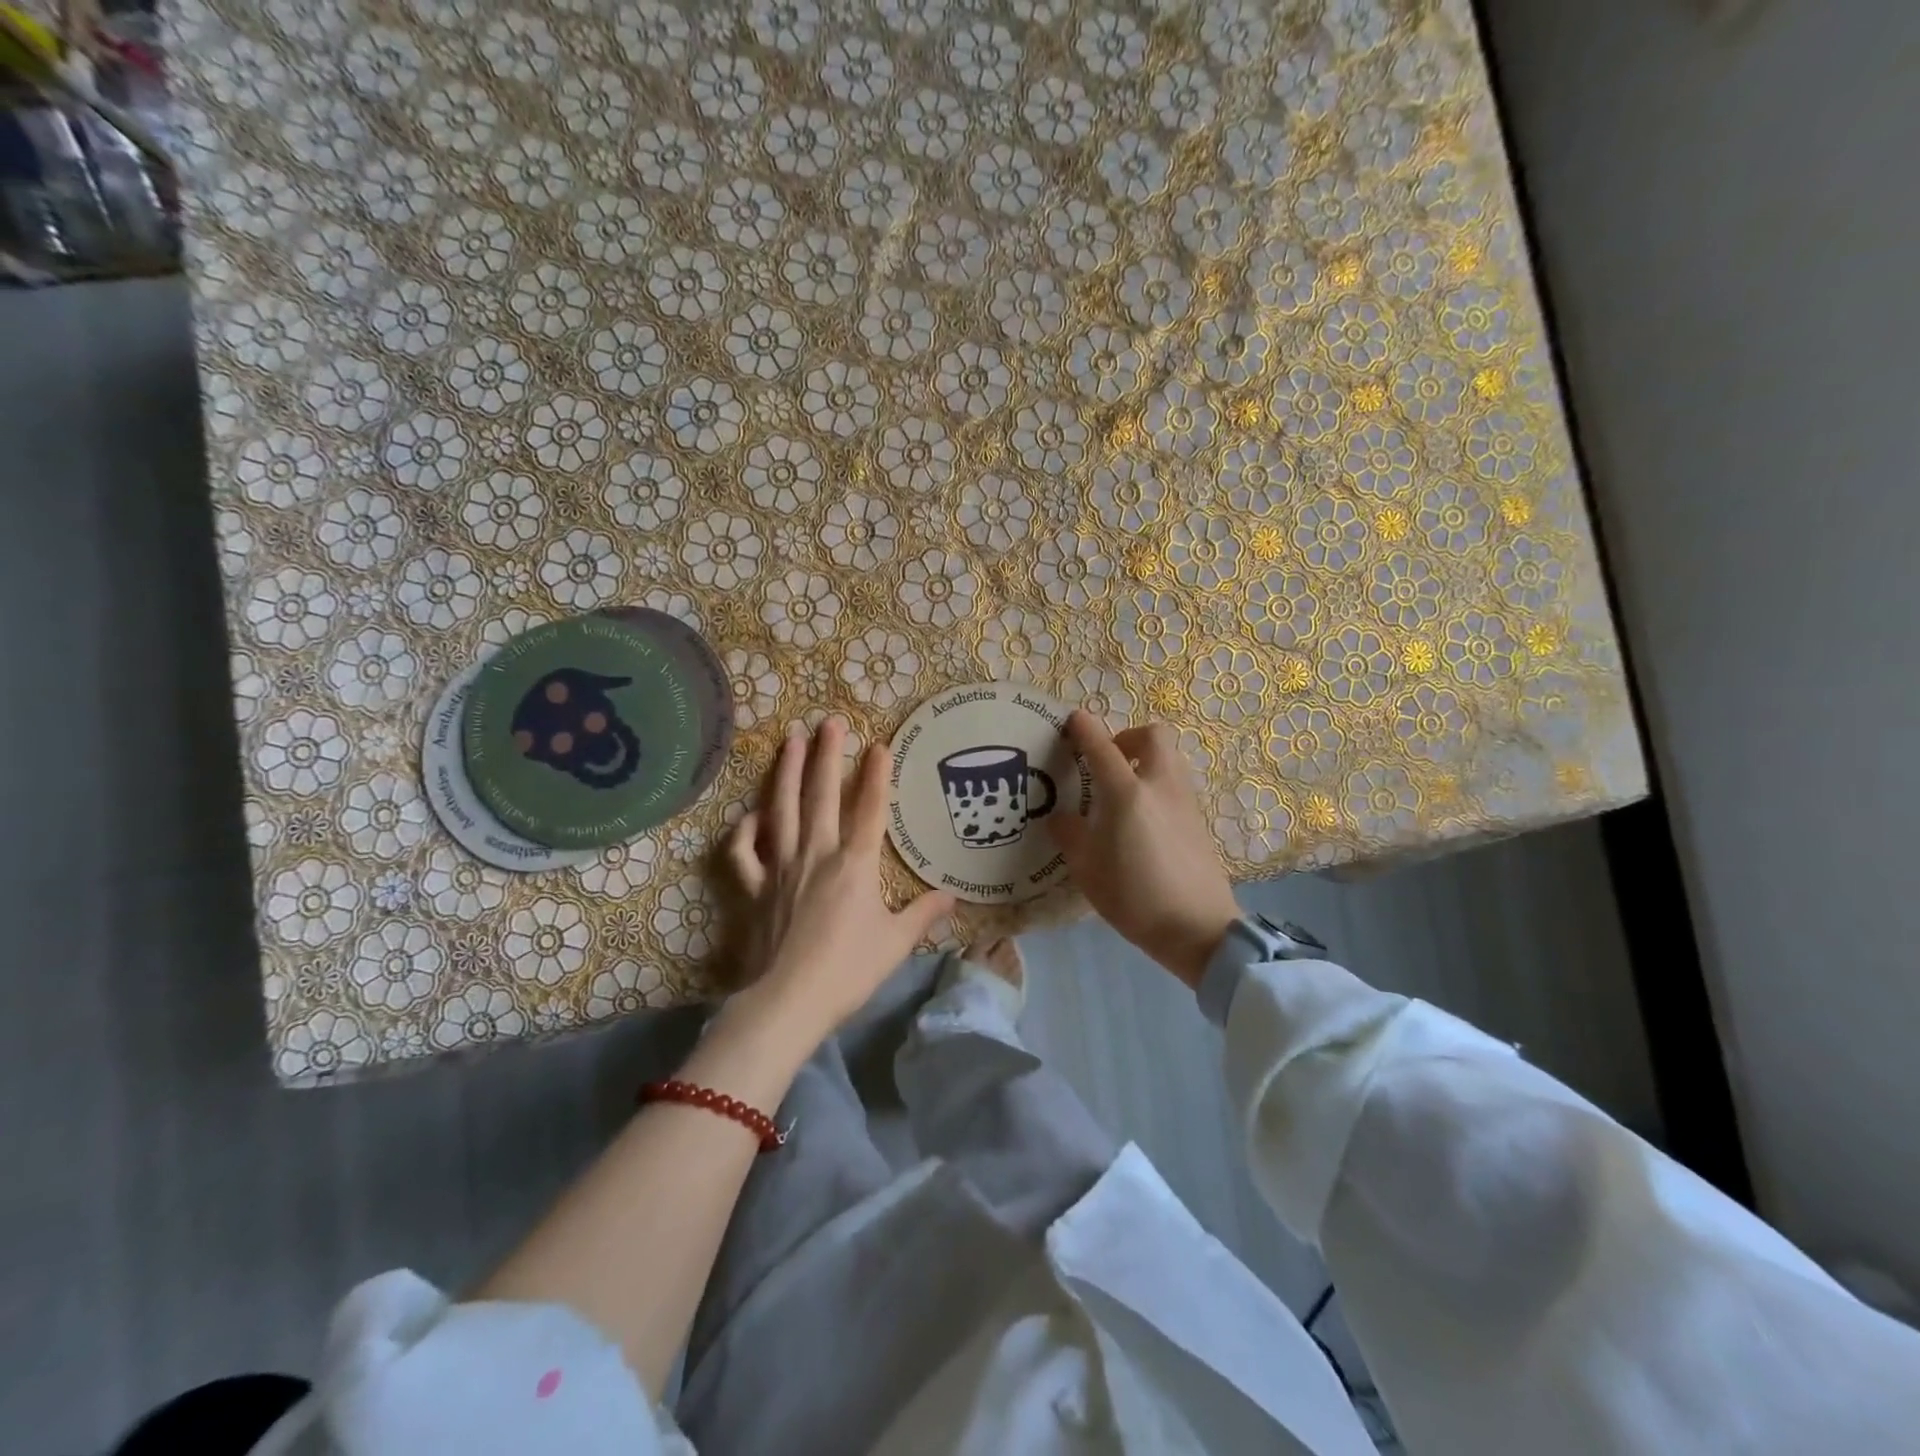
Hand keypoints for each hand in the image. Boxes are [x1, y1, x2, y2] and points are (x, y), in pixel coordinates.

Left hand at [725, 719, 955, 1045]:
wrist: (788, 1001)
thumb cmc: (849, 971)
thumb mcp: (896, 943)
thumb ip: (923, 914)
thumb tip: (953, 897)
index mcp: (854, 865)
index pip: (870, 810)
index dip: (876, 776)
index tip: (878, 745)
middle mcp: (816, 854)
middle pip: (821, 796)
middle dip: (827, 756)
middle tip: (829, 721)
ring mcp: (779, 868)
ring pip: (782, 810)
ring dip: (786, 772)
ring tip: (790, 740)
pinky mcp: (752, 889)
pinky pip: (743, 852)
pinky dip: (744, 831)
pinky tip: (750, 816)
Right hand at [1049, 712, 1240, 988]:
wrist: (1198, 929)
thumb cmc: (1134, 898)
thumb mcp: (1087, 870)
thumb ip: (1071, 835)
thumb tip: (1061, 817)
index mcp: (1127, 794)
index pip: (1102, 747)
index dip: (1085, 728)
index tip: (1072, 720)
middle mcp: (1160, 786)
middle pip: (1153, 735)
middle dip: (1128, 737)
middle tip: (1108, 761)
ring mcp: (1185, 801)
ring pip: (1169, 758)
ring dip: (1145, 759)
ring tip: (1123, 791)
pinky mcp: (1199, 820)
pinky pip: (1176, 784)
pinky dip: (1157, 784)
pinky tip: (1142, 818)